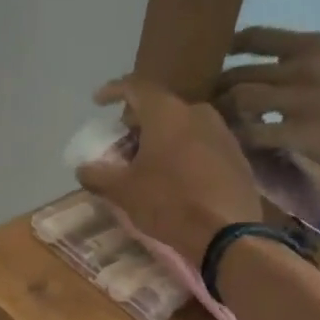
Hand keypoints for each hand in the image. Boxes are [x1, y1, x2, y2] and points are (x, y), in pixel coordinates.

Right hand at [76, 76, 261, 260]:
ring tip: (148, 162)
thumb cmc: (169, 202)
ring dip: (162, 138)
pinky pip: (201, 144)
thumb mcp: (124, 191)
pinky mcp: (236, 156)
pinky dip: (183, 152)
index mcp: (167, 113)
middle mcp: (197, 112)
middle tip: (122, 141)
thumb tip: (82, 168)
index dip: (114, 90)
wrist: (227, 232)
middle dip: (138, 122)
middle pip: (161, 108)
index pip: (136, 87)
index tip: (98, 101)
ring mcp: (222, 133)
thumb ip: (98, 175)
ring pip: (183, 126)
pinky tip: (175, 176)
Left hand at [215, 28, 319, 175]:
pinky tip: (235, 146)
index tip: (214, 63)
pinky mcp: (301, 132)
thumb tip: (257, 84)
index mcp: (313, 46)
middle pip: (238, 73)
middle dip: (217, 91)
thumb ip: (298, 70)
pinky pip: (253, 134)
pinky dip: (238, 139)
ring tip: (217, 127)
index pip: (256, 37)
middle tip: (207, 107)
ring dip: (222, 114)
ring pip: (239, 98)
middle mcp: (303, 67)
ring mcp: (301, 99)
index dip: (228, 50)